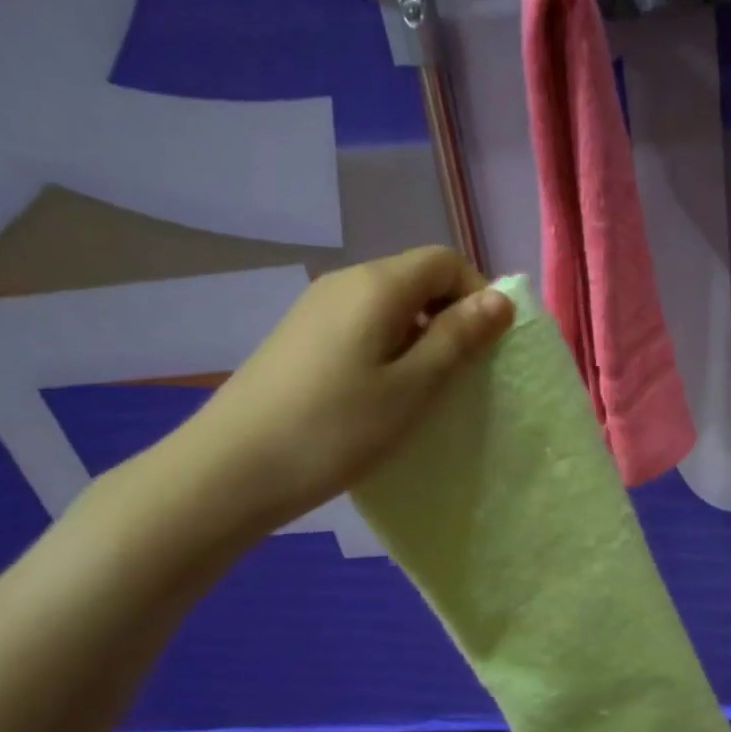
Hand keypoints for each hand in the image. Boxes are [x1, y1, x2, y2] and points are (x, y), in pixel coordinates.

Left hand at [153, 246, 512, 543]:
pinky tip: (380, 397)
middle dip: (451, 318)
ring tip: (422, 392)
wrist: (231, 470)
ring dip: (421, 338)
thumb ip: (459, 338)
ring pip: (389, 307)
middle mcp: (344, 283)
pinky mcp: (299, 339)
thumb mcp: (412, 388)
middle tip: (461, 376)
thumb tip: (499, 299)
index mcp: (376, 285)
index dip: (478, 295)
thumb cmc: (335, 429)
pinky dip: (388, 350)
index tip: (487, 348)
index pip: (445, 261)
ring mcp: (315, 310)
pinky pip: (362, 328)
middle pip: (416, 279)